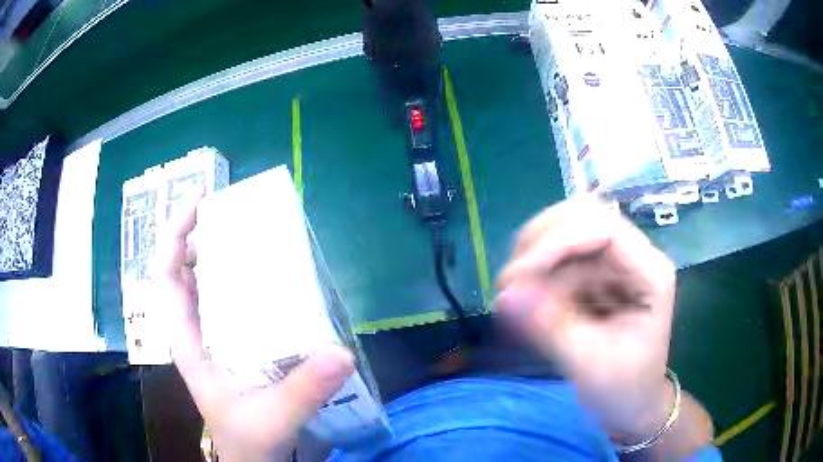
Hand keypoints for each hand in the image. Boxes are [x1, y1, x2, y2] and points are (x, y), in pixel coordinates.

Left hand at [156, 198, 354, 461]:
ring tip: (246, 231)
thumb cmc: (251, 440)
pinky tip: (263, 275)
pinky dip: (235, 280)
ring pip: (202, 284)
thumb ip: (304, 389)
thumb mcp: (275, 418)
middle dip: (197, 234)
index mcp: (190, 342)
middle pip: (182, 271)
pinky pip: (225, 302)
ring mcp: (211, 338)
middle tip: (231, 210)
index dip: (176, 235)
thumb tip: (342, 352)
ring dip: (216, 253)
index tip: (200, 202)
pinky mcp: (229, 345)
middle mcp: (195, 332)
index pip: (168, 277)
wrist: (252, 459)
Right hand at [495, 197, 675, 442]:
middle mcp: (633, 255)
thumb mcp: (589, 363)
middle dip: (540, 242)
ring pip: (565, 232)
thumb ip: (549, 327)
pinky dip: (535, 274)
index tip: (518, 277)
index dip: (558, 241)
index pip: (604, 228)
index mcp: (650, 272)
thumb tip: (504, 295)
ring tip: (511, 294)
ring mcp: (614, 262)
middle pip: (583, 216)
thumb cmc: (623, 388)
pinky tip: (524, 299)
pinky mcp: (595, 274)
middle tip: (509, 281)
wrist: (632, 403)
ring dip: (533, 258)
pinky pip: (559, 257)